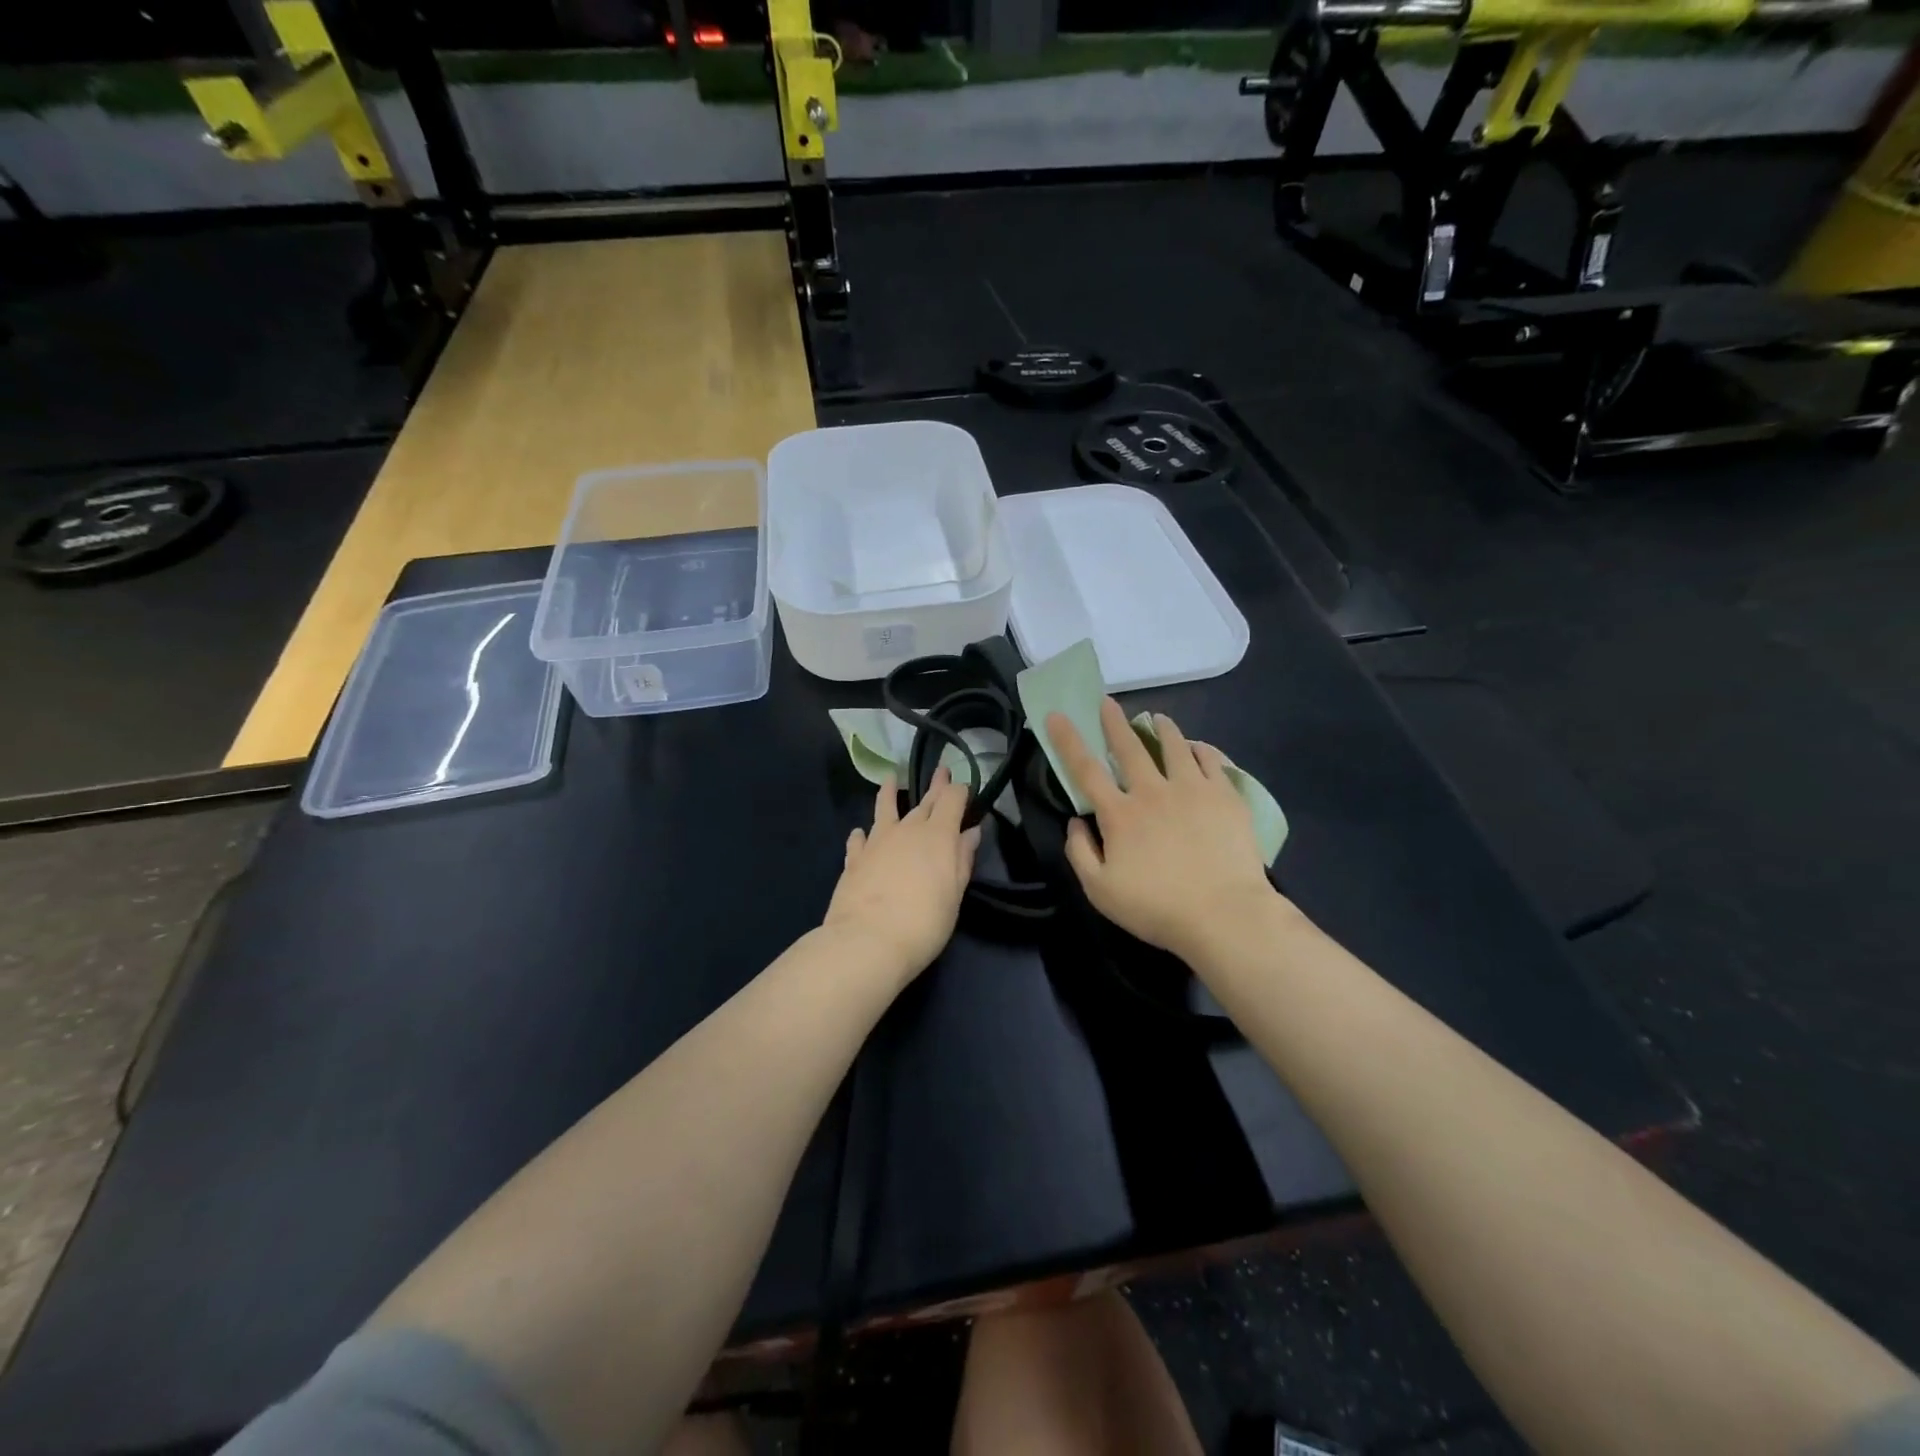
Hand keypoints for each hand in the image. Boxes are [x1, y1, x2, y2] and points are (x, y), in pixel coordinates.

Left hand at [823, 767, 981, 983]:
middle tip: (941, 770)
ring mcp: (877, 842)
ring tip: (890, 779)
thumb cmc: (924, 922)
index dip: (959, 791)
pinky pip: (859, 839)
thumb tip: (970, 832)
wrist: (868, 941)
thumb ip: (962, 860)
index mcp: (938, 835)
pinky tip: (859, 833)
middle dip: (935, 785)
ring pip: (885, 809)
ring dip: (889, 793)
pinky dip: (861, 835)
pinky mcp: (854, 859)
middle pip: (924, 801)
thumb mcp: (954, 894)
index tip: (964, 786)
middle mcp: (907, 830)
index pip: (952, 800)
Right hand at [1048, 699, 1277, 960]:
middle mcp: (1152, 791)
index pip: (1085, 769)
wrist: (1224, 914)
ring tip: (1157, 718)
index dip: (1068, 740)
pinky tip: (1198, 747)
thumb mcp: (1100, 891)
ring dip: (1161, 728)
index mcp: (1119, 814)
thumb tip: (1075, 822)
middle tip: (1107, 701)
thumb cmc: (1157, 908)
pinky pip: (1212, 760)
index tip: (1056, 715)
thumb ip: (1079, 853)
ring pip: (1174, 746)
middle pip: (1129, 747)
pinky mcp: (1226, 795)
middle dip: (1114, 721)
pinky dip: (1201, 749)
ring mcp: (1193, 789)